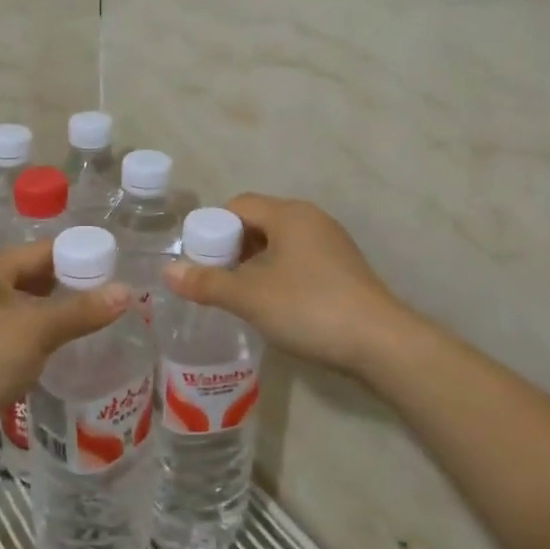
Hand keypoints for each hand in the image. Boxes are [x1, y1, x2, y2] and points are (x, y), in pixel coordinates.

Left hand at [0, 241, 129, 450]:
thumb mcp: (36, 331)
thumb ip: (81, 311)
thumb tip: (127, 291)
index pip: (43, 252)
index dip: (80, 259)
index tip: (116, 273)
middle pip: (34, 279)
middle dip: (71, 290)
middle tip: (112, 302)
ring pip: (24, 311)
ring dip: (55, 318)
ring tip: (98, 327)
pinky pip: (14, 337)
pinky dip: (37, 341)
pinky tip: (63, 354)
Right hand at [162, 193, 415, 374]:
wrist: (381, 343)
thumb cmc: (310, 308)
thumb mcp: (251, 297)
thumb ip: (208, 282)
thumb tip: (168, 271)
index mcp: (289, 214)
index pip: (238, 205)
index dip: (212, 228)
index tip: (198, 259)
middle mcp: (311, 219)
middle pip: (258, 222)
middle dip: (232, 247)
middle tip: (214, 279)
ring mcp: (331, 244)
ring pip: (279, 243)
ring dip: (254, 263)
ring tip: (239, 294)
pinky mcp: (343, 269)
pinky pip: (299, 260)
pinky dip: (278, 273)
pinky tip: (273, 304)